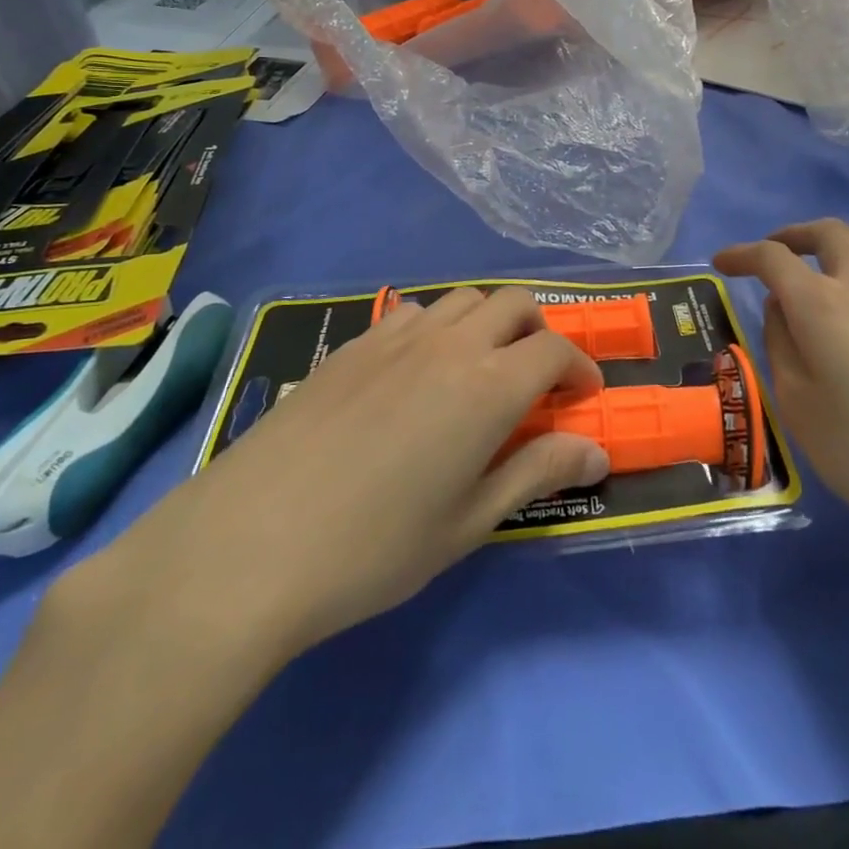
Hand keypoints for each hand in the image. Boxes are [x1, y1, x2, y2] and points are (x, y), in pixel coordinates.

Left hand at [61, 287, 609, 679]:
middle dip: (538, 332)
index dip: (579, 367)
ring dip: (488, 323)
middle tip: (535, 380)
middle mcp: (450, 345)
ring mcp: (397, 337)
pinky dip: (437, 327)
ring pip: (463, 300)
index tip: (582, 397)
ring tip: (478, 370)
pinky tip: (417, 372)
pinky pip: (413, 312)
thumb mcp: (468, 522)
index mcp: (488, 387)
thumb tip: (597, 449)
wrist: (251, 541)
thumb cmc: (374, 548)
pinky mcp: (354, 343)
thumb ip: (536, 473)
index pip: (554, 350)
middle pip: (513, 304)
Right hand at [715, 219, 848, 582]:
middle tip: (773, 253)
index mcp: (821, 305)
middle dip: (791, 235)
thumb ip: (782, 349)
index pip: (773, 259)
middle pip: (827, 234)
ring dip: (841, 239)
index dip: (743, 254)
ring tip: (828, 256)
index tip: (722, 263)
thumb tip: (782, 309)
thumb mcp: (801, 411)